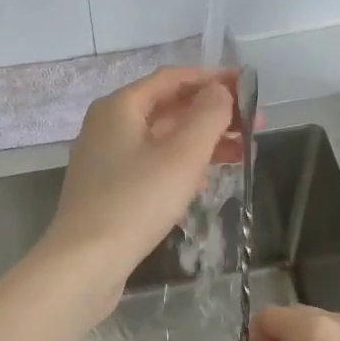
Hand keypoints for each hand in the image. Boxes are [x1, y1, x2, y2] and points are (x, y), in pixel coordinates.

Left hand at [40, 67, 239, 310]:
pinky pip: (151, 166)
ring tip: (241, 153)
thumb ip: (208, 116)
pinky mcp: (108, 191)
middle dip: (213, 114)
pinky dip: (180, 167)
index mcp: (120, 106)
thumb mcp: (182, 154)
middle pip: (168, 108)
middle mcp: (108, 126)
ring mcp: (105, 160)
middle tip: (254, 126)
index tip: (250, 89)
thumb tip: (220, 92)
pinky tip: (204, 182)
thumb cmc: (136, 202)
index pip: (173, 78)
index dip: (214, 79)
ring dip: (201, 142)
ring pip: (161, 140)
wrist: (85, 262)